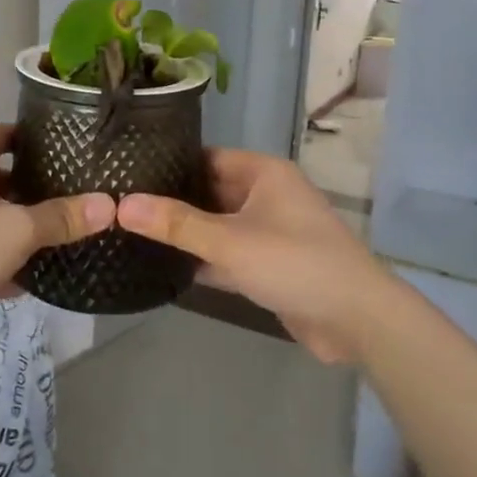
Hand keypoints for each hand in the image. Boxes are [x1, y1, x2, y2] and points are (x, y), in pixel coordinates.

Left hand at [0, 125, 112, 351]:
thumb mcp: (16, 230)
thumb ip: (62, 218)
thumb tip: (110, 205)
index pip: (1, 133)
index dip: (31, 138)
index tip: (66, 150)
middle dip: (32, 188)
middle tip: (72, 198)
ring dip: (16, 228)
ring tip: (57, 238)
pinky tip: (25, 282)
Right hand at [116, 151, 396, 364]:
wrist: (356, 319)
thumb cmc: (294, 263)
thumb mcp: (229, 241)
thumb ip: (175, 224)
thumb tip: (121, 205)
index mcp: (263, 173)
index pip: (205, 157)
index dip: (168, 164)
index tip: (126, 174)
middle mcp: (266, 195)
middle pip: (209, 191)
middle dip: (171, 202)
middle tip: (119, 207)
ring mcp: (268, 231)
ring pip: (217, 225)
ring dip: (185, 234)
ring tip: (132, 234)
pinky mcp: (269, 265)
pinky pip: (227, 254)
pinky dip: (203, 260)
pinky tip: (164, 267)